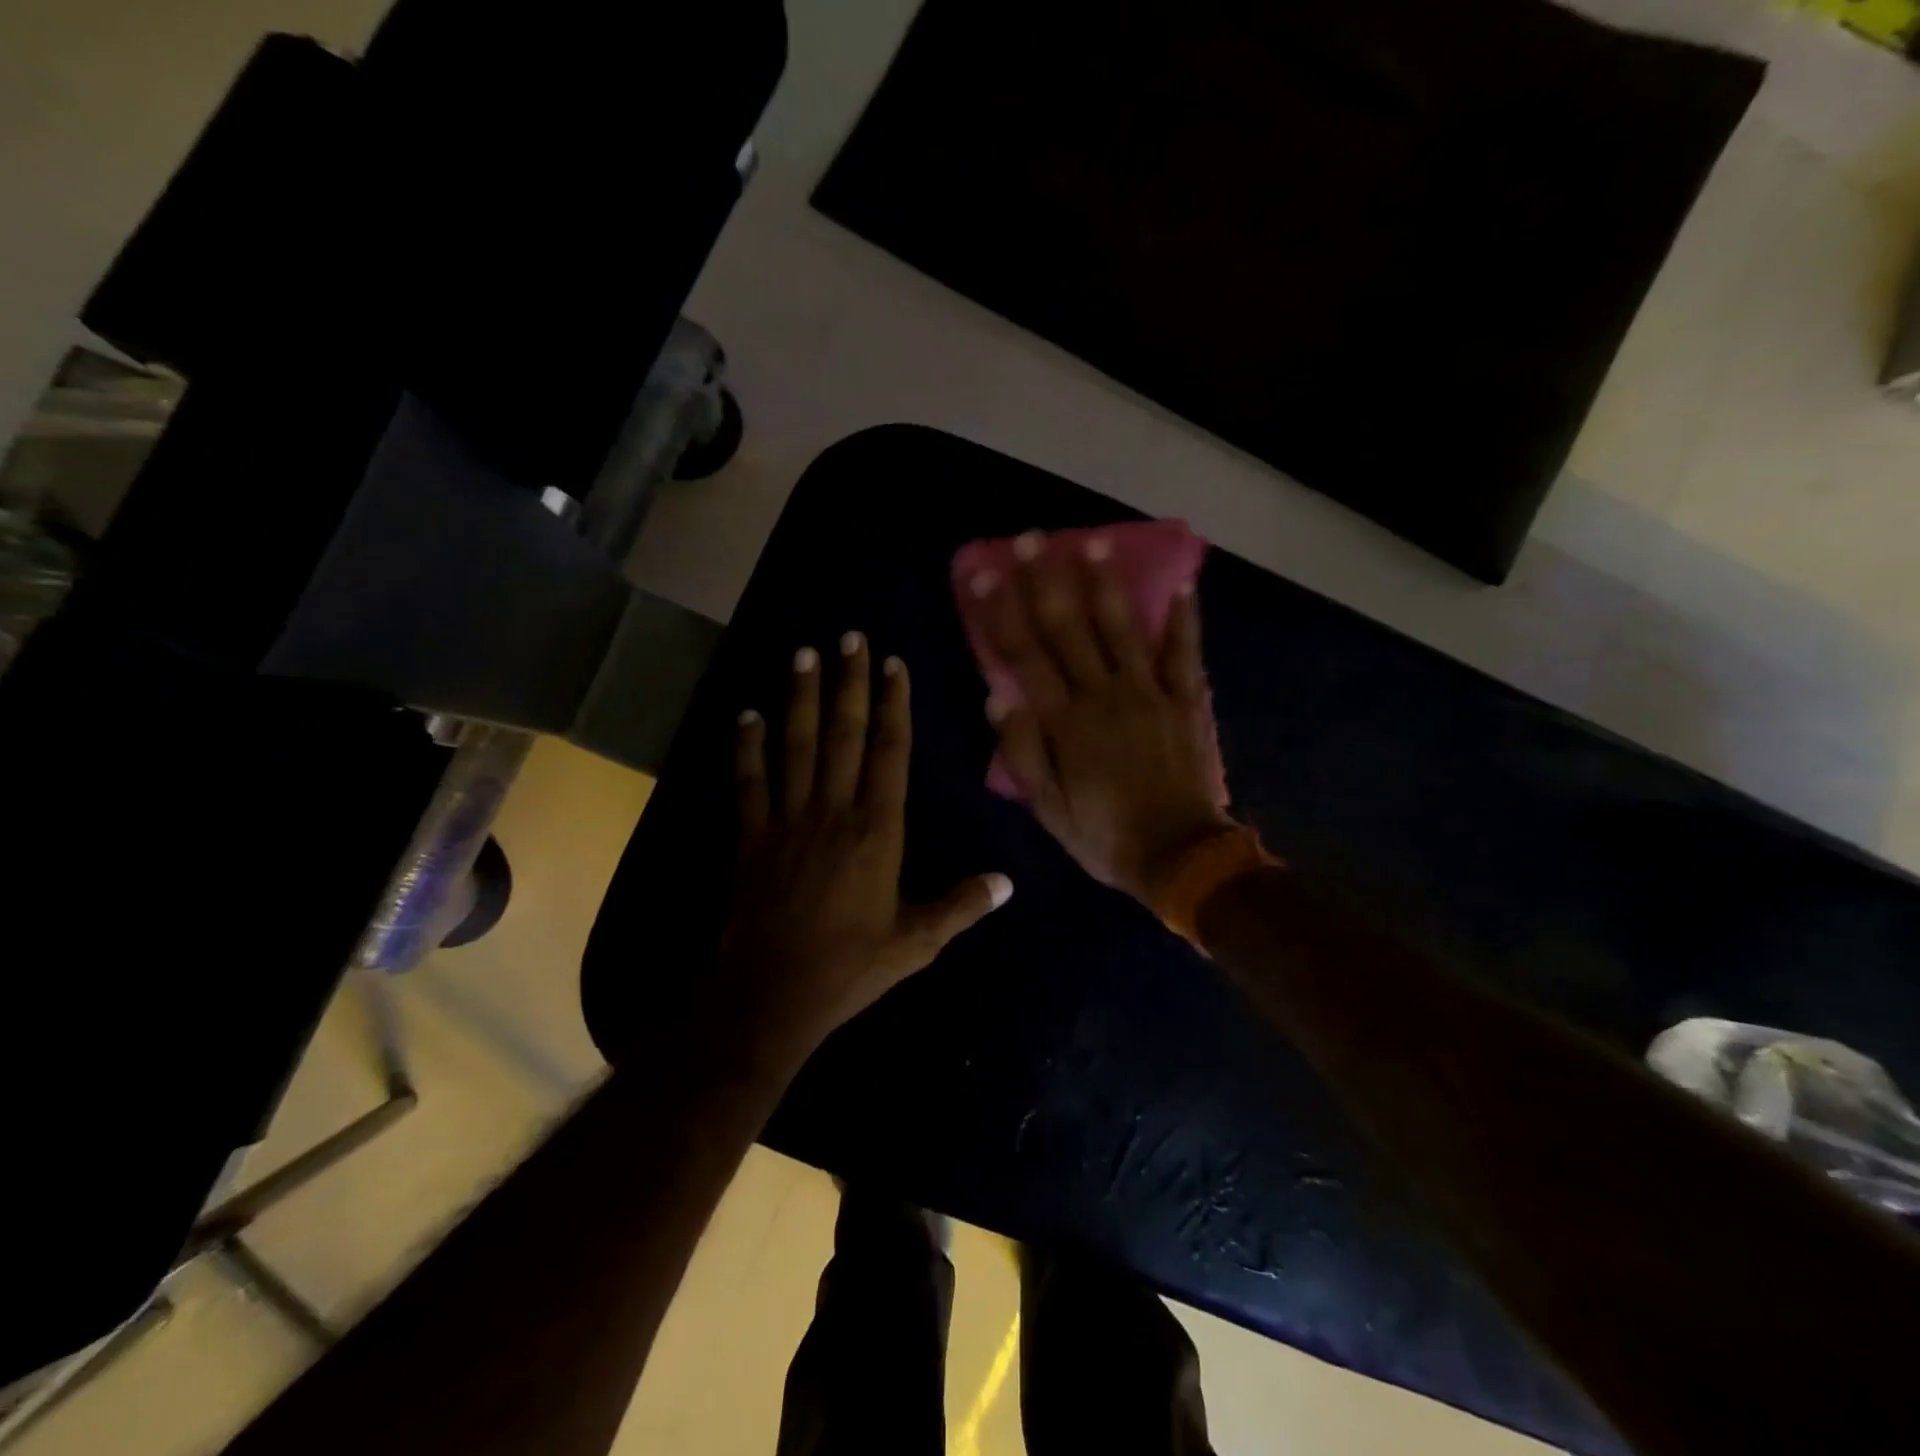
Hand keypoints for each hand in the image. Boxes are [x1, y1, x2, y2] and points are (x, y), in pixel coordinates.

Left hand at [719, 633, 1012, 1065]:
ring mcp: (789, 820)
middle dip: (849, 683)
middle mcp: (834, 812)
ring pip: (797, 746)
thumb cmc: (852, 967)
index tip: (893, 664)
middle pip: (845, 734)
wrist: (774, 996)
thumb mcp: (917, 942)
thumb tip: (1007, 882)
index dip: (893, 704)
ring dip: (801, 698)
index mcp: (878, 831)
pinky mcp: (753, 838)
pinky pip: (749, 783)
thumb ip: (962, 905)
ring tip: (803, 654)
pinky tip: (746, 715)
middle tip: (849, 637)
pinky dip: (747, 747)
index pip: (890, 752)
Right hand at [973, 532, 1232, 905]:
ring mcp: (1148, 694)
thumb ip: (1022, 753)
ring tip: (1092, 544)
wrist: (1180, 857)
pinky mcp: (1184, 702)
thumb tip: (995, 699)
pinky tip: (1182, 585)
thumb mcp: (1048, 809)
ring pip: (1121, 629)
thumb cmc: (1104, 836)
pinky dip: (1184, 620)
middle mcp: (1103, 695)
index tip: (981, 574)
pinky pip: (1184, 654)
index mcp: (1065, 722)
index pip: (1023, 656)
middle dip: (1045, 581)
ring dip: (1105, 585)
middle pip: (1068, 629)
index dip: (1000, 613)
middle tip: (1031, 539)